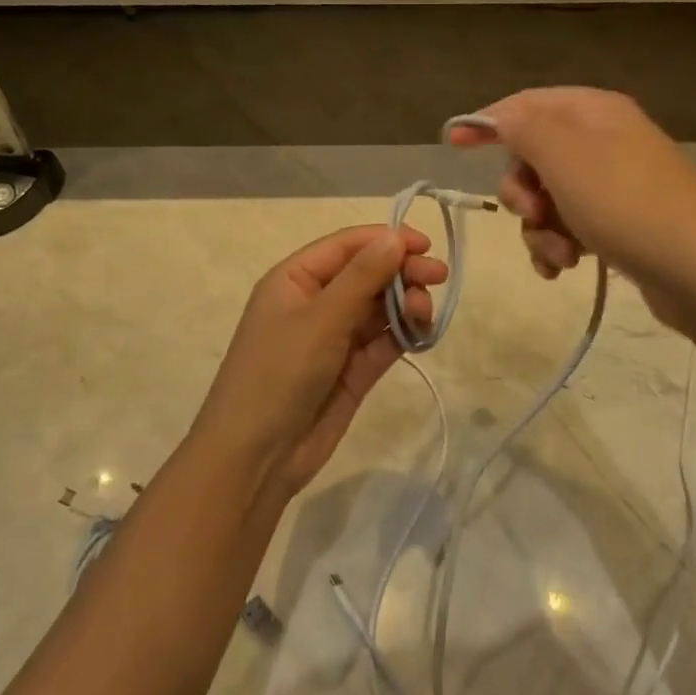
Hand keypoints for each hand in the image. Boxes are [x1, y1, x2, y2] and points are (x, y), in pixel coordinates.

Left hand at [191, 226, 447, 498]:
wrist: (257, 458)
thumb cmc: (279, 373)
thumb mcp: (320, 319)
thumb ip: (362, 277)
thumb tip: (395, 236)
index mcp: (295, 279)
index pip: (346, 246)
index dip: (386, 239)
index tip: (425, 245)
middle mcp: (316, 302)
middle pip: (367, 274)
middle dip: (402, 271)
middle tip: (439, 278)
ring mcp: (335, 338)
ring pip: (379, 308)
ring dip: (405, 303)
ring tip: (423, 313)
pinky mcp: (353, 370)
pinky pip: (384, 342)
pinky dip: (404, 334)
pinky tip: (421, 332)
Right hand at [448, 87, 695, 335]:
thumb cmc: (627, 204)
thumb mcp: (565, 156)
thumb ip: (522, 127)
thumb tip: (495, 115)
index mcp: (593, 112)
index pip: (526, 104)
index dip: (487, 121)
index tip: (452, 144)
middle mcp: (605, 140)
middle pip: (534, 155)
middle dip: (521, 190)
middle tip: (531, 212)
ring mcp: (615, 183)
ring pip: (548, 197)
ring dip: (539, 227)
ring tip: (559, 255)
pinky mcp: (622, 222)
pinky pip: (570, 224)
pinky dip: (559, 245)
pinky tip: (565, 268)